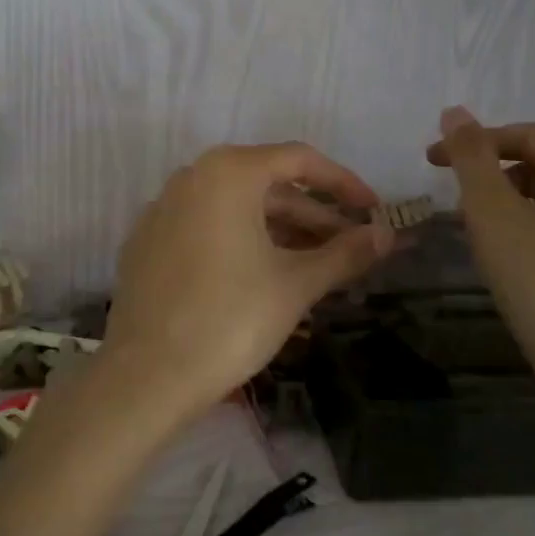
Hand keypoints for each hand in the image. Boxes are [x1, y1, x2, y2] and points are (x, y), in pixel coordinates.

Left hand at [100, 143, 395, 423]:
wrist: (148, 374)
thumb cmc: (231, 319)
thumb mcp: (296, 284)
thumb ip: (345, 253)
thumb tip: (387, 236)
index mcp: (228, 173)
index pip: (298, 160)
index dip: (342, 183)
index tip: (372, 211)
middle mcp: (191, 177)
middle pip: (265, 185)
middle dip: (312, 214)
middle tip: (350, 246)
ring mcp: (162, 209)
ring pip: (235, 208)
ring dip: (279, 230)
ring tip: (316, 264)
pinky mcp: (147, 241)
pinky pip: (206, 227)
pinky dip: (241, 241)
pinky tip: (263, 274)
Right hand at [428, 107, 534, 382]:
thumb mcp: (494, 213)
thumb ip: (470, 157)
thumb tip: (454, 111)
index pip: (525, 135)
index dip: (473, 142)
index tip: (427, 161)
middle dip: (488, 176)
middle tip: (451, 201)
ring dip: (502, 204)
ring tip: (473, 232)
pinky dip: (520, 230)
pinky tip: (503, 259)